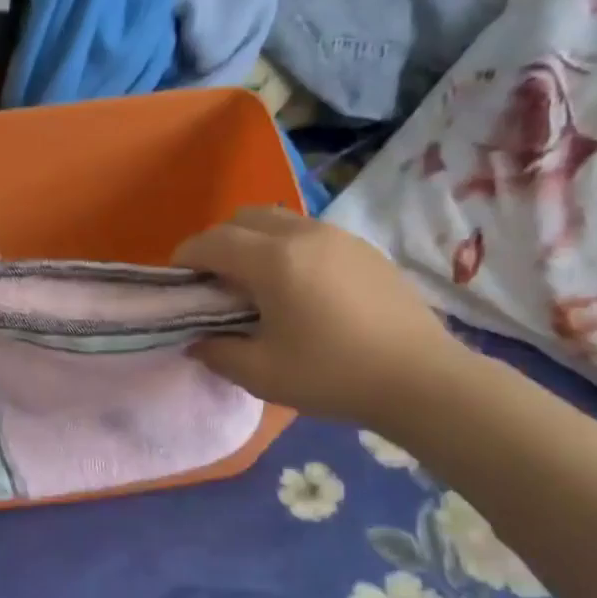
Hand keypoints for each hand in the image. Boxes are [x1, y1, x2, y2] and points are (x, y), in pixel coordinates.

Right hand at [174, 207, 463, 427]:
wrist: (420, 379)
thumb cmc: (333, 376)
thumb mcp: (261, 374)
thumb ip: (217, 352)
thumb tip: (197, 340)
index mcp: (274, 261)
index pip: (213, 242)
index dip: (185, 257)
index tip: (176, 280)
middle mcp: (304, 235)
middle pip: (244, 217)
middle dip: (217, 242)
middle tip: (213, 282)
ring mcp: (338, 237)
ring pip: (279, 220)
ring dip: (253, 241)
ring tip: (254, 283)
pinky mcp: (363, 249)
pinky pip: (308, 233)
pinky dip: (285, 247)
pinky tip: (296, 288)